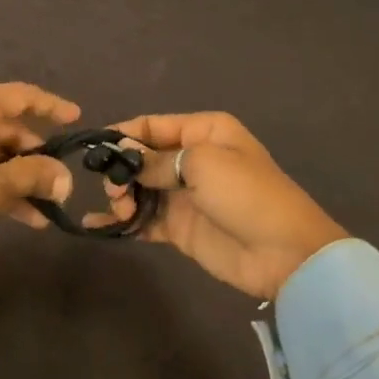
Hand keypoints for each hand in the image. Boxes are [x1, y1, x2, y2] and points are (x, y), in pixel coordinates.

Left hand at [0, 83, 79, 278]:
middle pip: (4, 126)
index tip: (74, 117)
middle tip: (56, 181)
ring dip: (16, 175)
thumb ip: (35, 175)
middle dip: (33, 156)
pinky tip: (23, 214)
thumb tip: (65, 180)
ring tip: (45, 205)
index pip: (20, 96)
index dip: (50, 106)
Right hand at [100, 112, 347, 300]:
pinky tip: (95, 227)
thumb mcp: (203, 164)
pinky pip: (142, 219)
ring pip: (138, 188)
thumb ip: (157, 160)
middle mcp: (191, 158)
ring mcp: (183, 195)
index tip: (95, 148)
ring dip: (121, 196)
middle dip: (121, 170)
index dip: (123, 134)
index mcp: (203, 132)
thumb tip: (123, 157)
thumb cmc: (246, 194)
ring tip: (121, 211)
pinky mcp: (178, 227)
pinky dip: (121, 222)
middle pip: (141, 157)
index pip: (153, 125)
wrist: (284, 254)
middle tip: (114, 190)